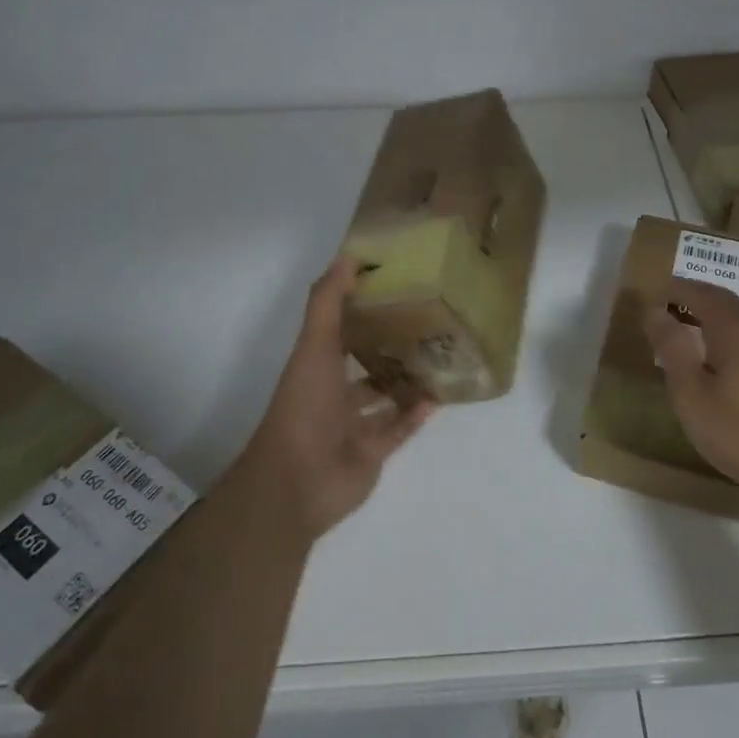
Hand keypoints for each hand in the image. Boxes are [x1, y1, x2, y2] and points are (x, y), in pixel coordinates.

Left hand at [240, 258, 433, 542]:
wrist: (298, 481)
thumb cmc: (305, 406)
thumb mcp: (314, 345)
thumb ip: (329, 302)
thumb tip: (348, 256)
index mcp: (316, 366)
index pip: (340, 330)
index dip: (361, 309)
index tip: (394, 288)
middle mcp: (332, 394)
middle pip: (364, 366)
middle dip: (390, 348)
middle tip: (428, 324)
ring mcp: (352, 426)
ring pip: (384, 399)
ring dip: (406, 383)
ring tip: (440, 359)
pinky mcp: (372, 453)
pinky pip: (398, 430)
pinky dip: (415, 416)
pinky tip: (437, 398)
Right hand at [642, 279, 738, 505]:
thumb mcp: (692, 395)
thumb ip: (672, 349)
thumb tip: (655, 311)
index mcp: (734, 330)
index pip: (700, 294)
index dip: (674, 289)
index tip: (650, 294)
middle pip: (724, 299)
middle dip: (694, 295)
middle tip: (666, 304)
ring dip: (714, 310)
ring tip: (689, 324)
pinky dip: (731, 327)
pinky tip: (723, 352)